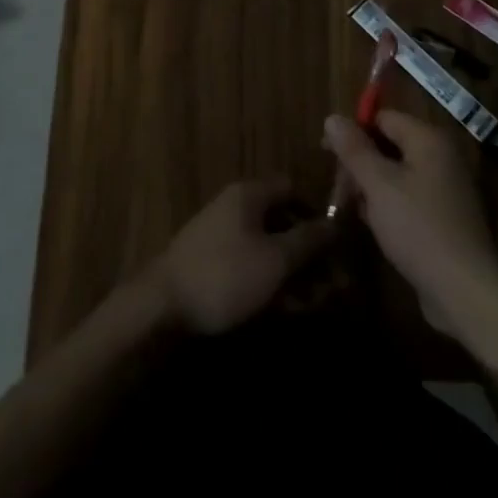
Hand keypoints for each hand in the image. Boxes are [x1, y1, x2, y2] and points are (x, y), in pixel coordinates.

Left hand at [148, 178, 332, 335]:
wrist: (161, 306)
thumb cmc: (225, 274)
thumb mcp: (276, 258)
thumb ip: (309, 239)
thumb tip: (336, 223)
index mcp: (249, 194)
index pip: (292, 188)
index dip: (316, 211)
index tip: (336, 243)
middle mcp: (234, 206)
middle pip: (281, 220)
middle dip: (307, 251)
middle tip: (329, 283)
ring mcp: (220, 234)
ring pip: (266, 246)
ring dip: (291, 270)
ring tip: (311, 303)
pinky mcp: (211, 262)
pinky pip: (249, 263)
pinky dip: (268, 280)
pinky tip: (282, 308)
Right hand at [323, 111, 497, 341]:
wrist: (465, 290)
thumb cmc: (418, 227)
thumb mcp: (378, 184)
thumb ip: (353, 149)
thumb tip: (332, 117)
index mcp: (429, 140)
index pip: (383, 118)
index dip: (353, 131)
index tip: (327, 152)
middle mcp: (441, 157)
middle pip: (390, 145)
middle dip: (360, 163)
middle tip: (337, 188)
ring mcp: (446, 188)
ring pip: (397, 174)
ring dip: (371, 187)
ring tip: (351, 208)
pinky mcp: (445, 217)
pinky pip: (409, 198)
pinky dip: (389, 205)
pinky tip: (374, 225)